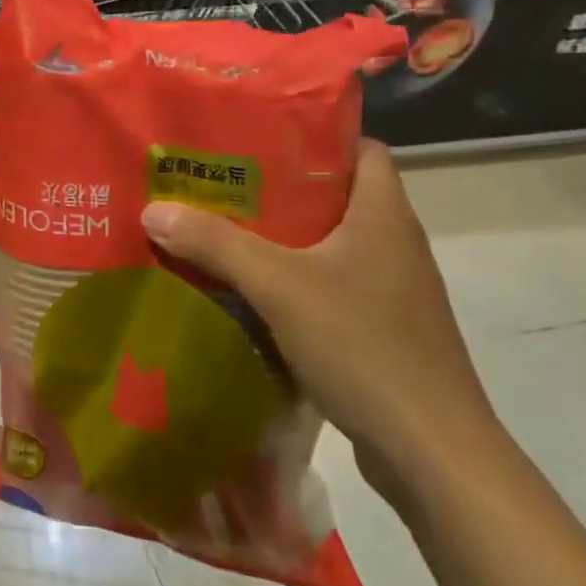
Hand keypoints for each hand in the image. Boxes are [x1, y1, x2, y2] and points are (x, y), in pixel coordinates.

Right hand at [139, 139, 501, 502]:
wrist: (431, 452)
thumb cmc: (364, 346)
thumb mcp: (278, 285)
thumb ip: (216, 243)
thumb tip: (154, 209)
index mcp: (384, 215)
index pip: (361, 148)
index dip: (315, 134)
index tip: (257, 133)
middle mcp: (393, 244)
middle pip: (335, 195)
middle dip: (277, 186)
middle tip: (218, 179)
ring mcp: (391, 290)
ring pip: (329, 243)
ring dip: (280, 236)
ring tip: (221, 227)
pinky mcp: (382, 329)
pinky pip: (329, 284)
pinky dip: (290, 278)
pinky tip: (248, 289)